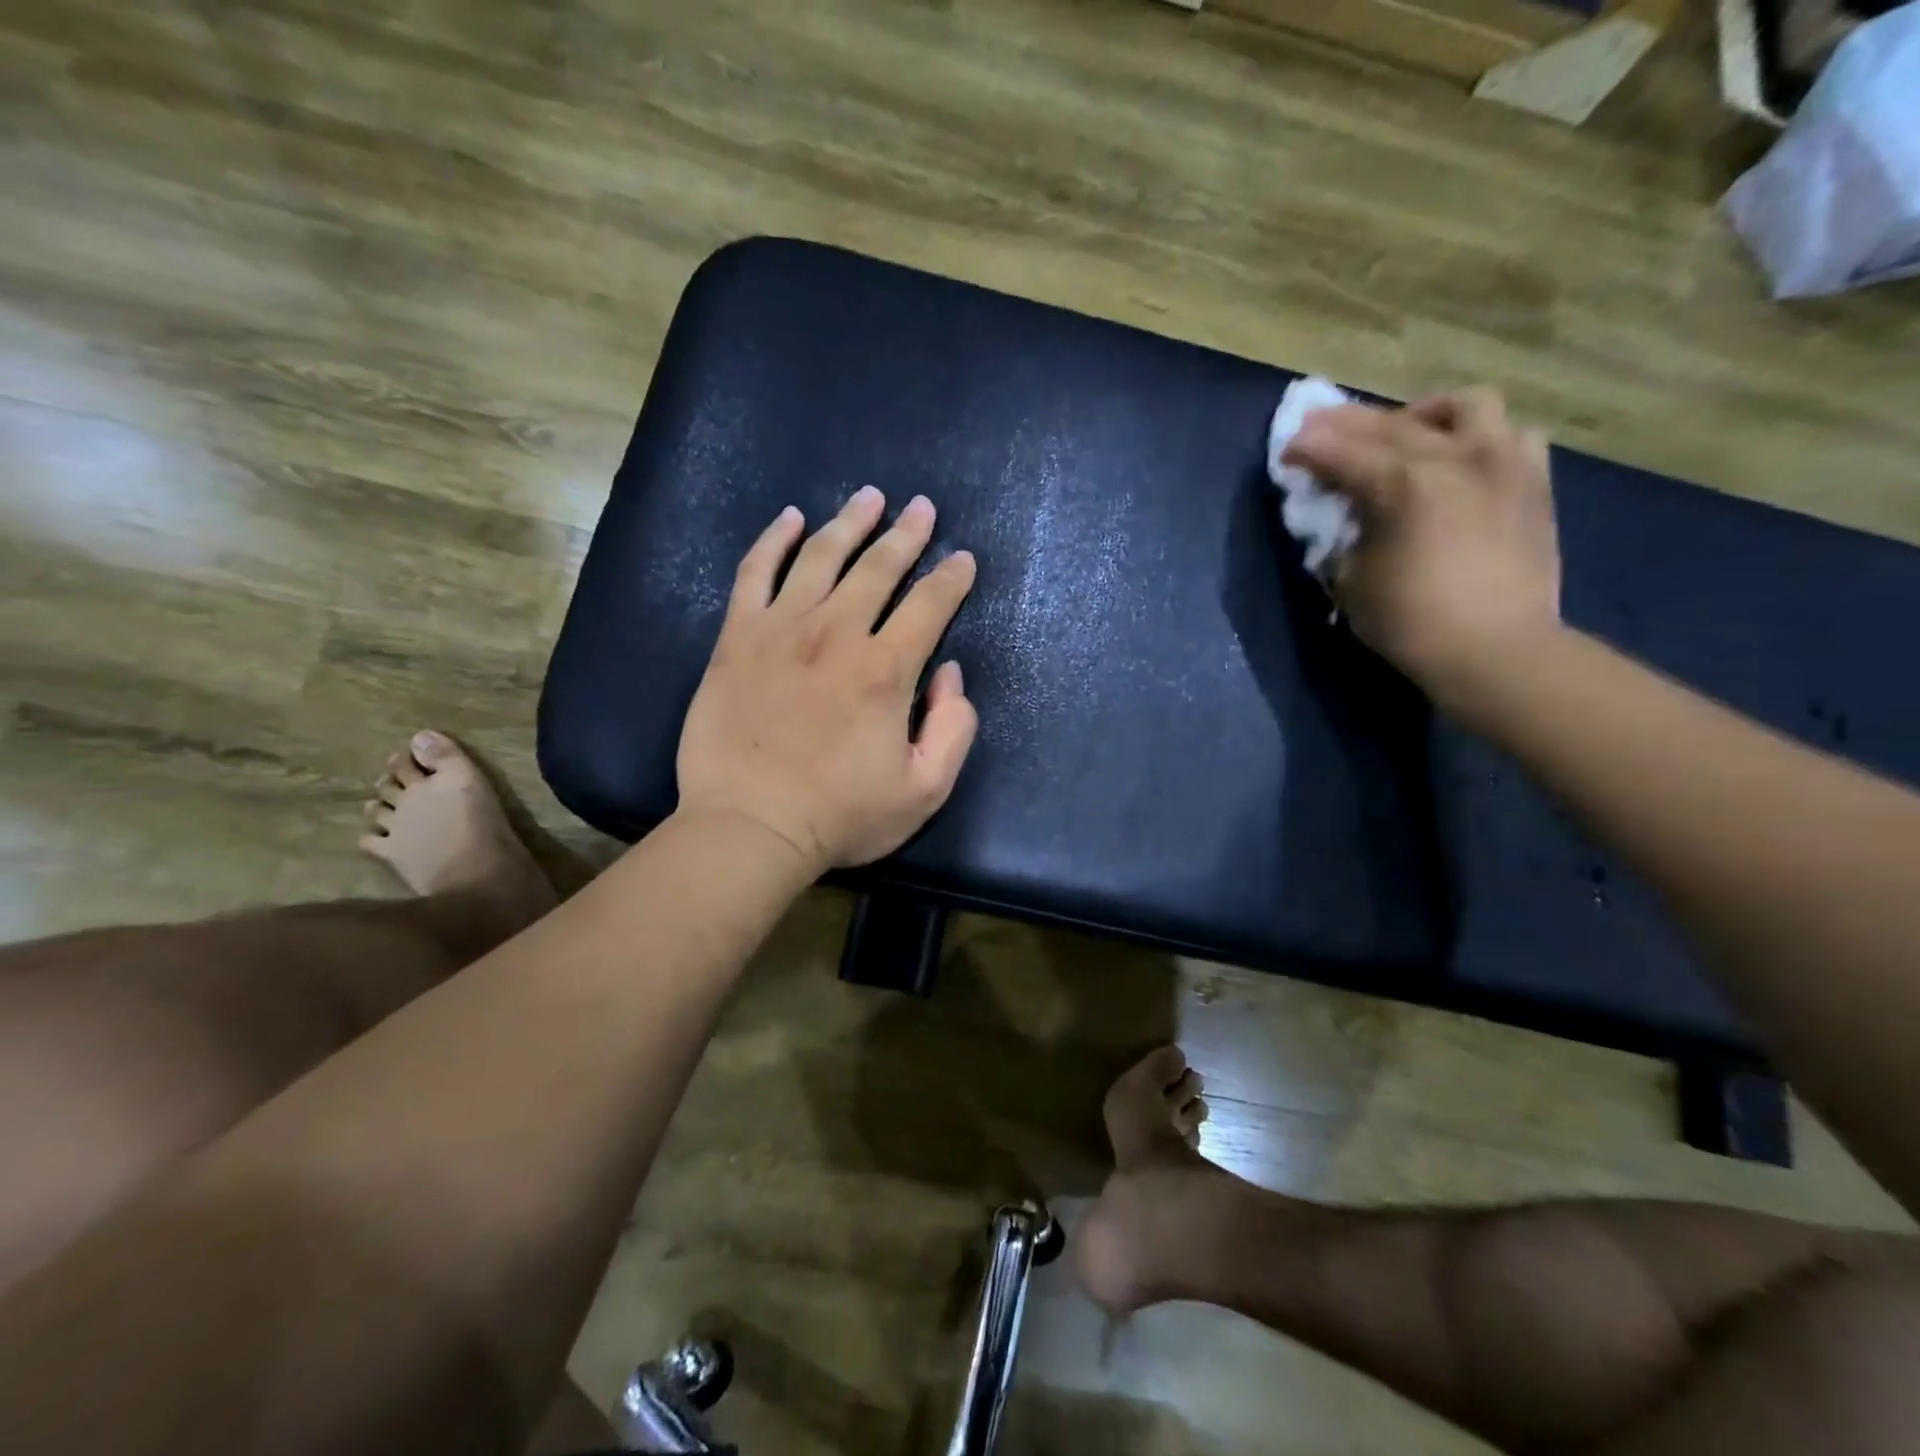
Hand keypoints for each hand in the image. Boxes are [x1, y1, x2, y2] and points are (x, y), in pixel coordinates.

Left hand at [676, 487, 979, 872]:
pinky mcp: (737, 638)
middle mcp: (837, 634)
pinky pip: (754, 572)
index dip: (952, 578)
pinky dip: (773, 540)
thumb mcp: (925, 790)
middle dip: (907, 534)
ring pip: (821, 557)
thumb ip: (954, 729)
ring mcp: (781, 630)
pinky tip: (790, 518)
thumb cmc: (841, 815)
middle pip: (879, 567)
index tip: (963, 559)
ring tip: (870, 497)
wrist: (749, 827)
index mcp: (886, 670)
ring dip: (850, 522)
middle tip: (922, 507)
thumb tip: (949, 674)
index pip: (930, 605)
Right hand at [1283, 388, 1562, 709]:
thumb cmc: (1411, 622)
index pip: (1341, 452)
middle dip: (1348, 423)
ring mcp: (1502, 462)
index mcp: (1404, 484)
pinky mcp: (1533, 480)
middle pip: (1391, 423)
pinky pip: (1509, 434)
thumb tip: (1347, 516)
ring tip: (1403, 433)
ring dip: (1422, 415)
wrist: (1497, 650)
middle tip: (1321, 429)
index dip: (1308, 448)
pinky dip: (1478, 438)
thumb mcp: (1351, 581)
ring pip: (1462, 407)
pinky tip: (1460, 458)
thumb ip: (1345, 536)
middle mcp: (1455, 457)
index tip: (1287, 450)